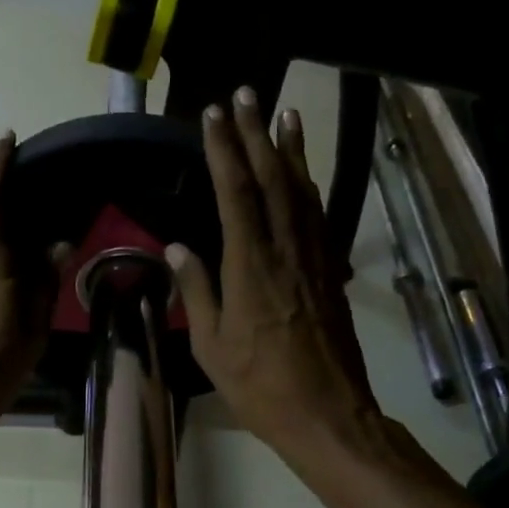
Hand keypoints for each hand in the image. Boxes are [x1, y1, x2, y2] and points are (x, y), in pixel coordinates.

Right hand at [167, 90, 384, 464]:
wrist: (328, 413)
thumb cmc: (260, 386)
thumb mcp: (212, 345)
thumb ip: (197, 290)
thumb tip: (178, 247)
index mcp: (250, 266)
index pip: (235, 192)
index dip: (224, 149)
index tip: (213, 115)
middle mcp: (285, 250)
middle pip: (272, 178)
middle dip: (257, 133)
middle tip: (247, 94)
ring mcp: (314, 259)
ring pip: (302, 191)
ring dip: (291, 150)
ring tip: (284, 113)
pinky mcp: (330, 272)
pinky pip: (318, 217)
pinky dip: (310, 186)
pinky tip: (304, 174)